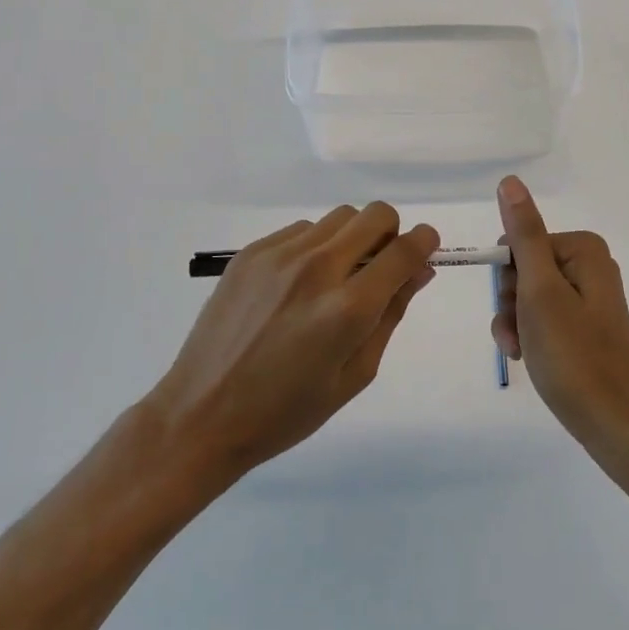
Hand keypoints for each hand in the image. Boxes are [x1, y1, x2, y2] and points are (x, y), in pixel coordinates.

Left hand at [145, 204, 438, 485]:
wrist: (201, 414)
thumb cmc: (286, 411)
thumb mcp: (354, 375)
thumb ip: (391, 315)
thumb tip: (420, 270)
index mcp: (348, 309)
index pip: (404, 250)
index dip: (425, 241)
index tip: (427, 246)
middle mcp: (317, 268)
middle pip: (375, 215)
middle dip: (390, 233)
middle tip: (380, 266)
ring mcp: (280, 255)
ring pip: (339, 217)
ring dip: (351, 238)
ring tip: (334, 279)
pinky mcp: (252, 251)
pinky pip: (302, 230)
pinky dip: (315, 247)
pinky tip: (297, 285)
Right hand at [492, 177, 628, 473]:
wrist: (612, 423)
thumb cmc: (573, 355)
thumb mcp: (540, 291)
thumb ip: (524, 234)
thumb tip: (510, 182)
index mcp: (584, 250)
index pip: (520, 243)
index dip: (508, 277)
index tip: (515, 307)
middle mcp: (590, 266)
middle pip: (524, 268)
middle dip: (511, 302)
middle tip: (518, 333)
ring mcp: (588, 297)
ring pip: (528, 295)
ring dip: (514, 322)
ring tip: (521, 351)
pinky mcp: (585, 325)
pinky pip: (543, 316)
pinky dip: (529, 334)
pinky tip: (528, 357)